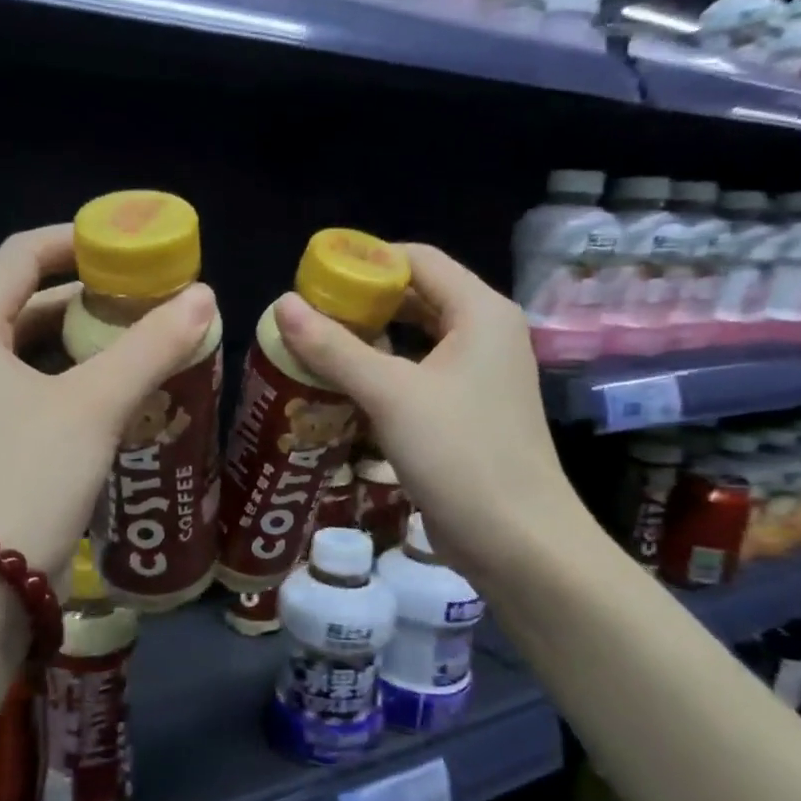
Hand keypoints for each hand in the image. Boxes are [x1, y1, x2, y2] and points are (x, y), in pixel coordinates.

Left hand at [0, 225, 217, 579]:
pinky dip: (75, 387)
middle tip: (150, 302)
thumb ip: (150, 347)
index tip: (129, 246)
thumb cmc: (25, 480)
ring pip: (32, 356)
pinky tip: (122, 400)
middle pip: (26, 306)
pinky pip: (34, 397)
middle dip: (89, 300)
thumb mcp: (94, 406)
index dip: (75, 241)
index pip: (19, 257)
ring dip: (86, 347)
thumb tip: (204, 296)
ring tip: (146, 346)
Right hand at [271, 244, 590, 586]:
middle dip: (362, 302)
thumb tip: (282, 305)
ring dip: (370, 339)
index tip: (314, 279)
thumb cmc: (460, 454)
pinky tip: (345, 386)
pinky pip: (420, 374)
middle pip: (417, 296)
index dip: (365, 261)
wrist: (518, 541)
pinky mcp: (468, 411)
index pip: (417, 259)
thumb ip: (334, 347)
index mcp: (480, 312)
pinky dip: (384, 371)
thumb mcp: (390, 394)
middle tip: (307, 315)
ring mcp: (480, 375)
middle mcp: (485, 333)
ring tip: (317, 346)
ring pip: (417, 338)